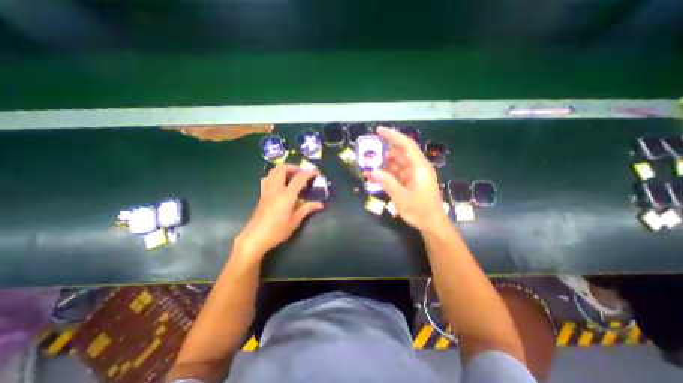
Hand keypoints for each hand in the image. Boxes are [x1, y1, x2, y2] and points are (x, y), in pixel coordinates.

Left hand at [233, 163, 323, 258]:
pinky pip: (266, 179)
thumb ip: (307, 209)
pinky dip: (274, 176)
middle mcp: (275, 189)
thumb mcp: (295, 221)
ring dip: (283, 170)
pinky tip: (279, 183)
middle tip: (302, 174)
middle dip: (293, 167)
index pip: (299, 178)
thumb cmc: (277, 230)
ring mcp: (266, 191)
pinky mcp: (261, 195)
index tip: (316, 172)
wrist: (255, 237)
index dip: (309, 173)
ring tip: (291, 177)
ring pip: (272, 171)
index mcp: (286, 195)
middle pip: (282, 169)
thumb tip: (320, 205)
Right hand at [368, 125, 448, 232]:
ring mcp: (414, 175)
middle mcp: (417, 168)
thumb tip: (374, 171)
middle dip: (383, 154)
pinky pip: (396, 174)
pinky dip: (386, 174)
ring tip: (368, 170)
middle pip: (399, 154)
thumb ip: (388, 183)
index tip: (379, 130)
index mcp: (420, 168)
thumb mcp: (402, 198)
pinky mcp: (410, 182)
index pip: (406, 145)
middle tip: (368, 157)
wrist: (432, 224)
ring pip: (396, 164)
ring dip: (383, 165)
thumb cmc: (420, 211)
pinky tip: (374, 178)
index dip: (393, 136)